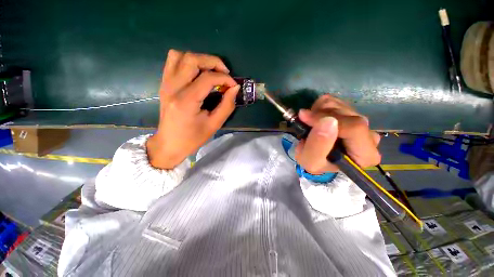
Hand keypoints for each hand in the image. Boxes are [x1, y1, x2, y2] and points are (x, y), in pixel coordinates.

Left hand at [147, 50, 239, 168]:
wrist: (169, 144)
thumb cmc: (193, 138)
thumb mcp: (214, 124)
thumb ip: (227, 105)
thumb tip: (235, 88)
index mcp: (186, 101)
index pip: (207, 78)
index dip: (224, 78)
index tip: (233, 85)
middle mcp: (173, 87)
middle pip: (192, 59)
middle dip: (213, 62)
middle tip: (224, 73)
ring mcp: (166, 83)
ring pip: (180, 56)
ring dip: (199, 60)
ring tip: (210, 71)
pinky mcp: (164, 84)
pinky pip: (172, 61)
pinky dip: (187, 61)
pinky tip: (196, 73)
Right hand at [294, 95, 380, 173]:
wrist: (316, 156)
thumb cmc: (315, 162)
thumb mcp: (311, 161)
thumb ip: (317, 145)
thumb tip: (327, 120)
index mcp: (366, 154)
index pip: (354, 128)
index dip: (327, 120)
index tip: (305, 119)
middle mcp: (370, 136)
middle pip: (347, 114)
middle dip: (320, 116)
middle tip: (306, 124)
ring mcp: (361, 121)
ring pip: (338, 104)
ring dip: (318, 112)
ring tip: (311, 125)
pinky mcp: (351, 112)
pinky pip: (333, 100)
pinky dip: (319, 107)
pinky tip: (316, 118)